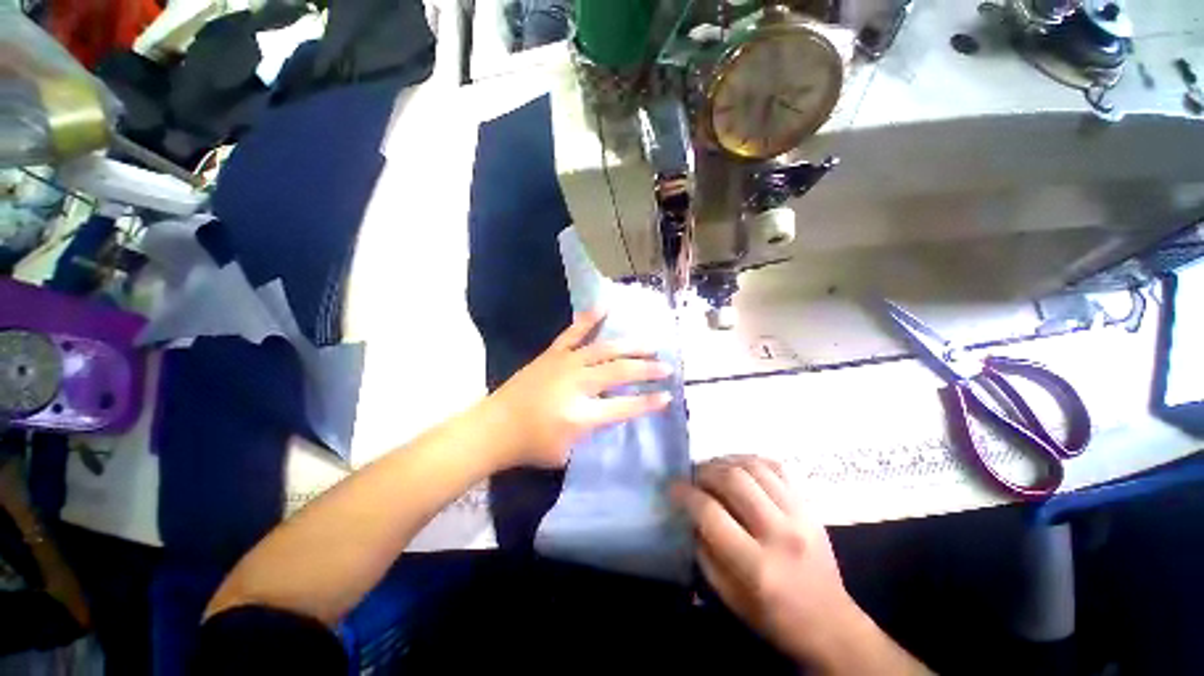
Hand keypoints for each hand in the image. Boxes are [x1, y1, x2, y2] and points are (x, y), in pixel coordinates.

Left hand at [484, 311, 671, 469]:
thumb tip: (611, 411)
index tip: (668, 396)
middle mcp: (577, 383)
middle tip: (666, 367)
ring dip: (630, 346)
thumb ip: (592, 430)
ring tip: (649, 345)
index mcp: (581, 414)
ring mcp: (564, 363)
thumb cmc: (530, 445)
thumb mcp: (567, 451)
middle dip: (647, 369)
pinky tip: (605, 305)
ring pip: (604, 349)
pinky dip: (590, 318)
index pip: (624, 406)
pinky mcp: (553, 354)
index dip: (648, 402)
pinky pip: (574, 332)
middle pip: (619, 371)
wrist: (493, 427)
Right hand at [672, 457, 927, 673]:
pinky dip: (752, 461)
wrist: (830, 624)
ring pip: (754, 467)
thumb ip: (704, 549)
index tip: (673, 487)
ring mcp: (800, 515)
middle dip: (704, 471)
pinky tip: (740, 468)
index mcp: (757, 566)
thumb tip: (689, 511)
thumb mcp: (728, 594)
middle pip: (733, 479)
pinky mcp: (810, 506)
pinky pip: (777, 467)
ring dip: (725, 462)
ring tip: (713, 470)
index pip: (711, 512)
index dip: (685, 494)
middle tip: (693, 477)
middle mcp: (780, 533)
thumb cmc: (773, 616)